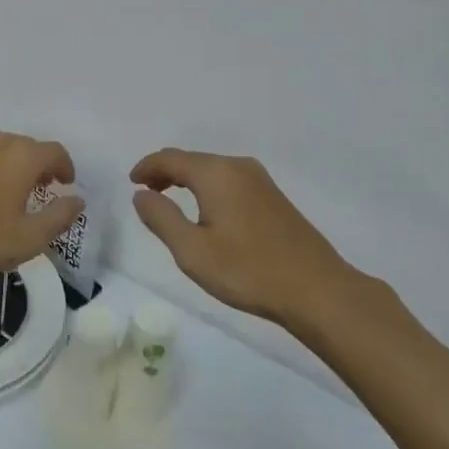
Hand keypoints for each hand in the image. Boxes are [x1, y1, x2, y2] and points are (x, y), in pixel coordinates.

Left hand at [0, 130, 83, 291]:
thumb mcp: (27, 239)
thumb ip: (59, 217)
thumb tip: (77, 200)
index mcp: (22, 157)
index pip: (55, 152)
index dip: (65, 167)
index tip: (65, 184)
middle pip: (24, 147)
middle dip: (35, 166)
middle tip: (36, 192)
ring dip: (5, 164)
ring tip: (1, 191)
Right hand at [130, 148, 364, 325]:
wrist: (317, 290)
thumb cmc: (248, 271)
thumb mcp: (192, 251)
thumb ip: (161, 218)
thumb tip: (141, 195)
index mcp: (216, 174)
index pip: (170, 158)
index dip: (147, 167)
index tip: (131, 183)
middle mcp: (238, 167)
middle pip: (192, 160)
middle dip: (165, 173)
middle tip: (146, 194)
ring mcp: (261, 180)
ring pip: (212, 170)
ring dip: (187, 181)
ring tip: (170, 202)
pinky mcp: (274, 197)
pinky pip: (230, 181)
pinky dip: (208, 188)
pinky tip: (206, 212)